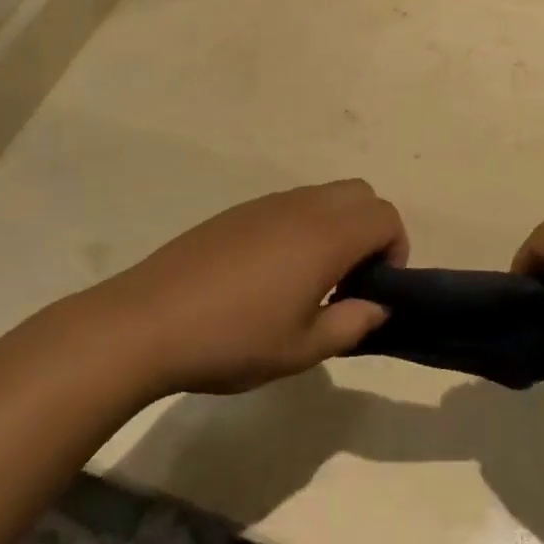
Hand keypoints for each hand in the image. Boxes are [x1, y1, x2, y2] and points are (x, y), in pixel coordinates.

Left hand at [86, 182, 401, 397]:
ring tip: (310, 280)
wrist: (147, 322)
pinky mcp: (237, 212)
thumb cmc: (233, 339)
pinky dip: (303, 226)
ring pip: (324, 195)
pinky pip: (290, 204)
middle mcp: (302, 207)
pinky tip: (270, 274)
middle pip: (360, 194)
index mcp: (326, 235)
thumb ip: (351, 324)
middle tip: (349, 280)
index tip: (374, 288)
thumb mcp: (302, 349)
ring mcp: (266, 203)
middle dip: (370, 230)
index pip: (385, 216)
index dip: (396, 249)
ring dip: (336, 226)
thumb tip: (377, 306)